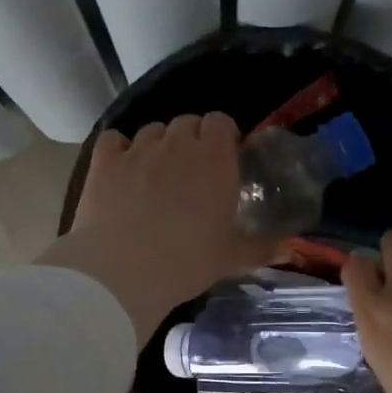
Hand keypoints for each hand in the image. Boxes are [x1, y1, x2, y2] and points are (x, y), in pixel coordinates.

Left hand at [42, 114, 278, 344]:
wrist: (123, 271)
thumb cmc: (187, 262)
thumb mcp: (231, 258)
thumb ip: (261, 247)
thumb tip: (287, 248)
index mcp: (214, 160)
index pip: (221, 122)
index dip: (223, 136)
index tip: (224, 158)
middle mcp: (177, 145)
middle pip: (187, 122)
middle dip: (192, 139)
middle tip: (193, 171)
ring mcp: (138, 150)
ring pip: (152, 130)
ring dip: (159, 144)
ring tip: (157, 172)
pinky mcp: (104, 162)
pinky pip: (114, 139)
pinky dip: (119, 148)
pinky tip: (122, 169)